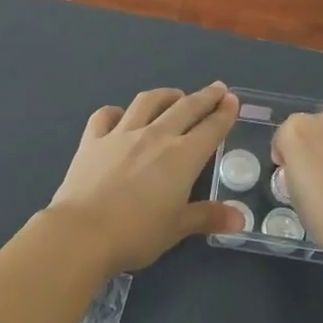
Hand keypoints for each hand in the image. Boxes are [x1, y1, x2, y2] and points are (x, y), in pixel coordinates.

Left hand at [49, 83, 244, 271]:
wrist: (82, 232)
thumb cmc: (136, 233)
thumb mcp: (177, 228)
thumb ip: (208, 217)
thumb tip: (240, 219)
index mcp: (182, 157)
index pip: (211, 128)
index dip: (224, 113)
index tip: (232, 100)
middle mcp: (155, 136)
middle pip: (185, 108)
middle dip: (204, 97)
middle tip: (217, 88)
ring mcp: (121, 134)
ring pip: (147, 102)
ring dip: (165, 95)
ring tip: (174, 94)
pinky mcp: (92, 140)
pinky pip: (106, 115)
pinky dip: (117, 112)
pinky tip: (121, 115)